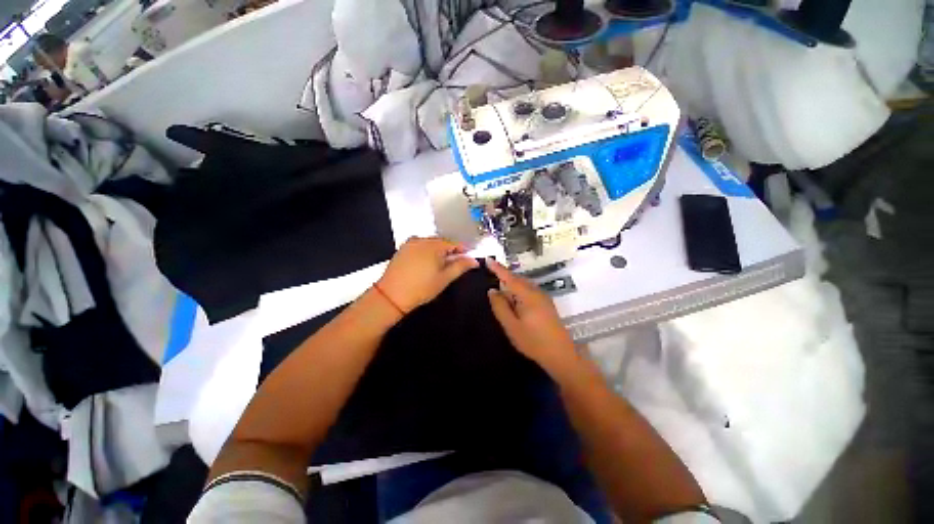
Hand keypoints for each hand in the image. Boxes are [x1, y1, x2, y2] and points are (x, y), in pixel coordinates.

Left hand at [376, 237, 478, 312]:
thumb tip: (474, 260)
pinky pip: (419, 246)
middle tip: (455, 263)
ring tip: (441, 264)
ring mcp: (410, 243)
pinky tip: (426, 263)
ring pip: (430, 243)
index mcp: (434, 245)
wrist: (391, 295)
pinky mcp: (402, 249)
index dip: (463, 250)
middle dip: (450, 250)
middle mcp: (422, 240)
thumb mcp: (444, 278)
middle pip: (441, 242)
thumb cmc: (422, 288)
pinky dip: (426, 251)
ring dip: (438, 251)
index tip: (468, 257)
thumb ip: (460, 266)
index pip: (454, 243)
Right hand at [486, 259, 577, 371]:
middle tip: (490, 273)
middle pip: (518, 279)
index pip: (509, 277)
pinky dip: (518, 290)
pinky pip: (529, 290)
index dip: (498, 268)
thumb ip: (500, 307)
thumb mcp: (511, 326)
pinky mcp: (546, 304)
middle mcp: (537, 292)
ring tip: (499, 286)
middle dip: (504, 275)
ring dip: (511, 284)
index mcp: (528, 295)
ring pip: (524, 285)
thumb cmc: (533, 341)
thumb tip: (492, 290)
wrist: (561, 355)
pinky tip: (514, 298)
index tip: (487, 259)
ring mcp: (543, 297)